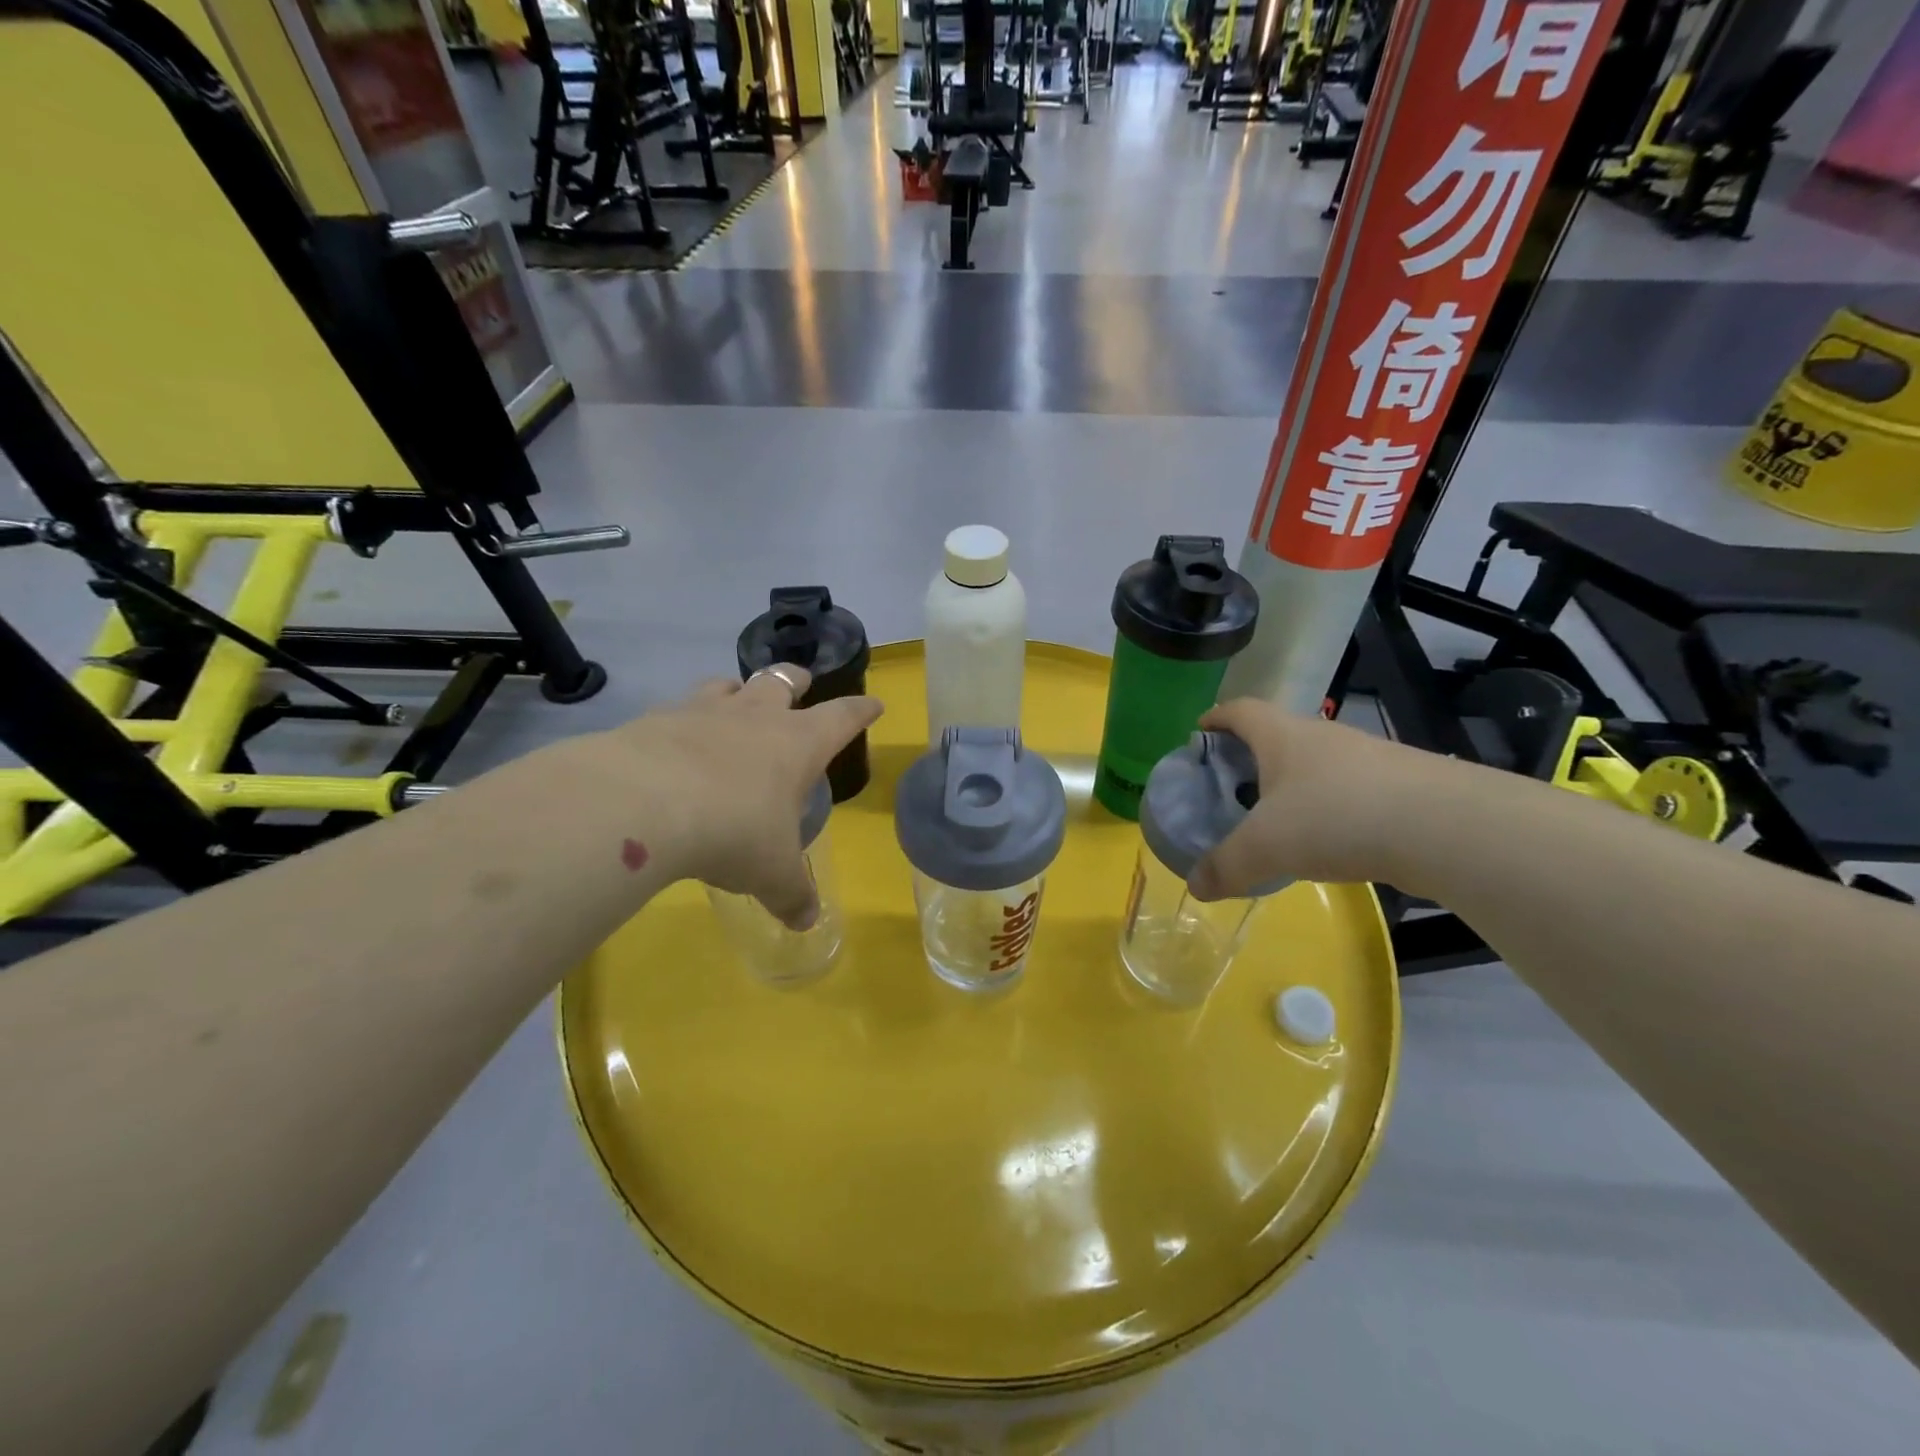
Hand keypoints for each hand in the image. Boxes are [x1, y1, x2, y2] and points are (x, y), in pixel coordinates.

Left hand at [600, 670, 882, 927]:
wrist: (641, 804)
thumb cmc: (733, 832)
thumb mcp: (772, 874)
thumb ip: (792, 895)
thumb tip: (806, 921)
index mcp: (798, 744)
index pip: (843, 717)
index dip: (861, 711)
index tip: (874, 704)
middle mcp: (755, 716)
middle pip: (782, 681)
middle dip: (795, 680)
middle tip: (801, 682)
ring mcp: (702, 712)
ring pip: (727, 685)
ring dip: (737, 689)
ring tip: (736, 697)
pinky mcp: (655, 719)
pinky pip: (676, 709)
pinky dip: (683, 719)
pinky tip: (673, 738)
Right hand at [1189, 699, 1431, 896]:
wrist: (1447, 827)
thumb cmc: (1335, 817)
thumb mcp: (1265, 847)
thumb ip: (1226, 865)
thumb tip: (1195, 886)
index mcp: (1282, 735)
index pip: (1240, 710)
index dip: (1216, 718)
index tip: (1199, 733)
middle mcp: (1324, 736)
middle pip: (1277, 734)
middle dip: (1250, 756)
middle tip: (1231, 787)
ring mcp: (1367, 757)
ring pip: (1316, 763)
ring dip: (1293, 783)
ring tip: (1278, 819)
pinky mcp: (1401, 784)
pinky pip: (1349, 788)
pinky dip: (1329, 806)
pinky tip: (1330, 838)